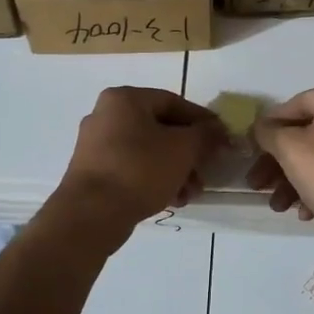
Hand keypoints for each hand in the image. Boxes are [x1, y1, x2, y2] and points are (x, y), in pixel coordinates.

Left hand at [53, 87, 226, 241]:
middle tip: (206, 172)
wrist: (91, 214)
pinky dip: (154, 179)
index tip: (222, 139)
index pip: (174, 102)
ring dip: (175, 170)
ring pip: (148, 151)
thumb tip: (217, 130)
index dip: (202, 121)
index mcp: (125, 99)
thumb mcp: (183, 149)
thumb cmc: (140, 170)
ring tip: (191, 194)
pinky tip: (173, 200)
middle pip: (161, 128)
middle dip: (189, 153)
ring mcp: (96, 144)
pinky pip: (132, 168)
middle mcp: (106, 115)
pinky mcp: (93, 171)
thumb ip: (205, 135)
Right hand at [248, 87, 313, 245]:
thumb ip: (268, 132)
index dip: (269, 127)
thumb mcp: (290, 149)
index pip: (294, 105)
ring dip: (293, 181)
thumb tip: (261, 126)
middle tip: (257, 185)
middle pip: (306, 134)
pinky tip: (305, 213)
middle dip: (277, 163)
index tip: (252, 149)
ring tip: (278, 206)